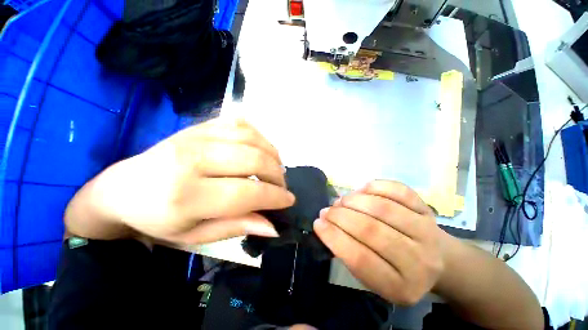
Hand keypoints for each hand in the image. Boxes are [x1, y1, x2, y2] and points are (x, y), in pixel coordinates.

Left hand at [85, 118, 294, 243]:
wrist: (124, 188)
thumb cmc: (159, 219)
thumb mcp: (196, 235)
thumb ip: (237, 227)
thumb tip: (273, 226)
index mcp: (186, 195)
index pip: (246, 193)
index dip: (274, 197)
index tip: (289, 200)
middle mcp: (193, 159)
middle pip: (253, 160)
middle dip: (277, 175)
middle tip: (282, 187)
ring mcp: (197, 136)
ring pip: (251, 138)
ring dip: (272, 154)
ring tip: (276, 168)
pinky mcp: (201, 126)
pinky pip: (241, 124)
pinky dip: (259, 137)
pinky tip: (261, 150)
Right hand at [314, 180, 447, 304]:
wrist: (438, 261)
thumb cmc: (397, 271)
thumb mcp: (374, 278)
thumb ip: (350, 255)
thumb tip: (327, 224)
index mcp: (401, 287)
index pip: (360, 259)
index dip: (334, 238)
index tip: (318, 223)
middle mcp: (419, 261)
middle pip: (371, 231)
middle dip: (341, 216)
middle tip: (327, 210)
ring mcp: (427, 231)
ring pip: (383, 209)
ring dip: (354, 201)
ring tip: (342, 200)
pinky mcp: (427, 210)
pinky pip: (399, 191)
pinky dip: (375, 186)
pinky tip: (362, 189)